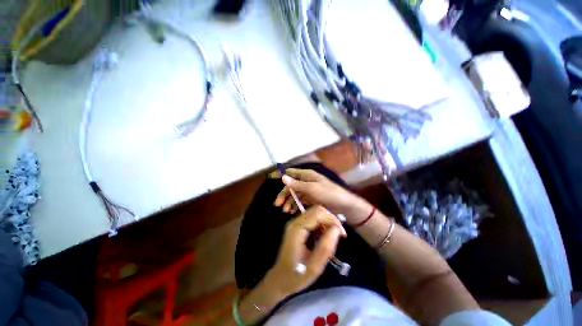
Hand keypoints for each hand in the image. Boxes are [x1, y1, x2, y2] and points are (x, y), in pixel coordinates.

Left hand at [264, 206, 345, 297]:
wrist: (280, 279)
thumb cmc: (296, 276)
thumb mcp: (314, 267)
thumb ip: (326, 247)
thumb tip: (337, 229)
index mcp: (297, 229)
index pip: (317, 213)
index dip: (332, 220)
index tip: (342, 234)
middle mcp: (295, 222)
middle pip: (316, 210)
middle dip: (330, 220)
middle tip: (339, 235)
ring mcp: (295, 223)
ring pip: (315, 213)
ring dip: (326, 223)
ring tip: (331, 239)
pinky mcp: (297, 226)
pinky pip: (312, 219)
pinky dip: (321, 225)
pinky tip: (323, 238)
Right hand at [274, 169, 371, 223]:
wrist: (344, 205)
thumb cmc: (329, 194)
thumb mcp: (312, 189)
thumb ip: (297, 184)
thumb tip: (283, 177)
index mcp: (307, 175)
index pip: (291, 172)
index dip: (282, 174)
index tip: (271, 178)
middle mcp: (306, 181)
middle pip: (291, 185)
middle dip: (284, 194)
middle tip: (277, 204)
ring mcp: (309, 190)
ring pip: (294, 194)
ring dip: (288, 201)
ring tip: (285, 211)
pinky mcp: (311, 198)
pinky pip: (300, 200)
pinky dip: (295, 205)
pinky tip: (291, 211)